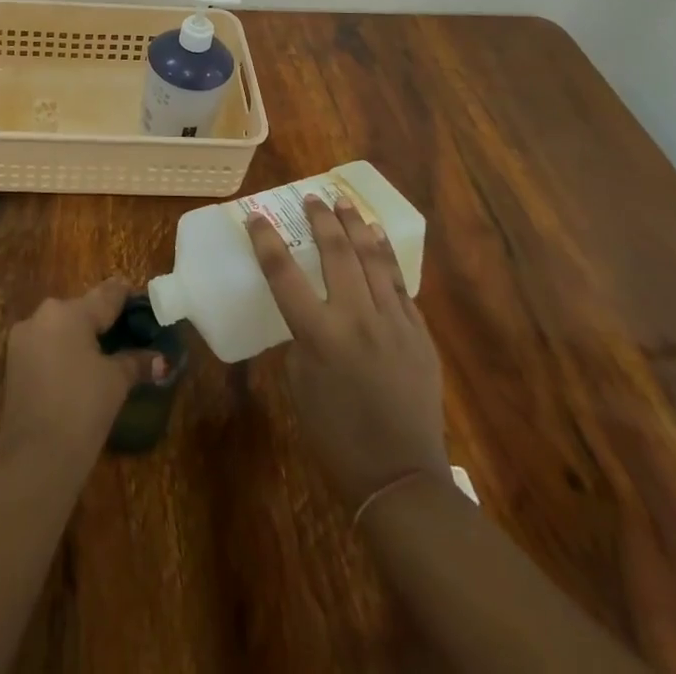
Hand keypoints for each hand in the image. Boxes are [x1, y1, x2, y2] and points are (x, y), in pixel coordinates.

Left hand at [0, 279, 167, 474]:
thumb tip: (161, 360)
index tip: (147, 304)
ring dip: (82, 337)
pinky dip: (64, 352)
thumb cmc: (81, 410)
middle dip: (105, 321)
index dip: (129, 297)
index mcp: (69, 311)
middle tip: (130, 336)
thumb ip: (137, 362)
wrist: (33, 462)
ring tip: (108, 356)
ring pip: (62, 328)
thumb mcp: (116, 382)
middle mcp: (42, 315)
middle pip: (82, 309)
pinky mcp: (12, 363)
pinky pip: (46, 346)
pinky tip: (80, 372)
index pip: (107, 294)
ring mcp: (23, 339)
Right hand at [247, 197, 447, 506]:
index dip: (266, 241)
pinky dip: (385, 257)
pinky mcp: (419, 333)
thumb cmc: (336, 436)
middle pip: (337, 252)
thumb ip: (303, 338)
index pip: (284, 273)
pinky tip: (378, 240)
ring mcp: (393, 323)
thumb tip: (311, 311)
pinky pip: (398, 285)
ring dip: (357, 226)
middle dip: (322, 219)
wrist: (401, 477)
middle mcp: (357, 319)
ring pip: (373, 259)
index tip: (256, 216)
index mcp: (319, 335)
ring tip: (346, 203)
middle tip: (313, 198)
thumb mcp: (300, 384)